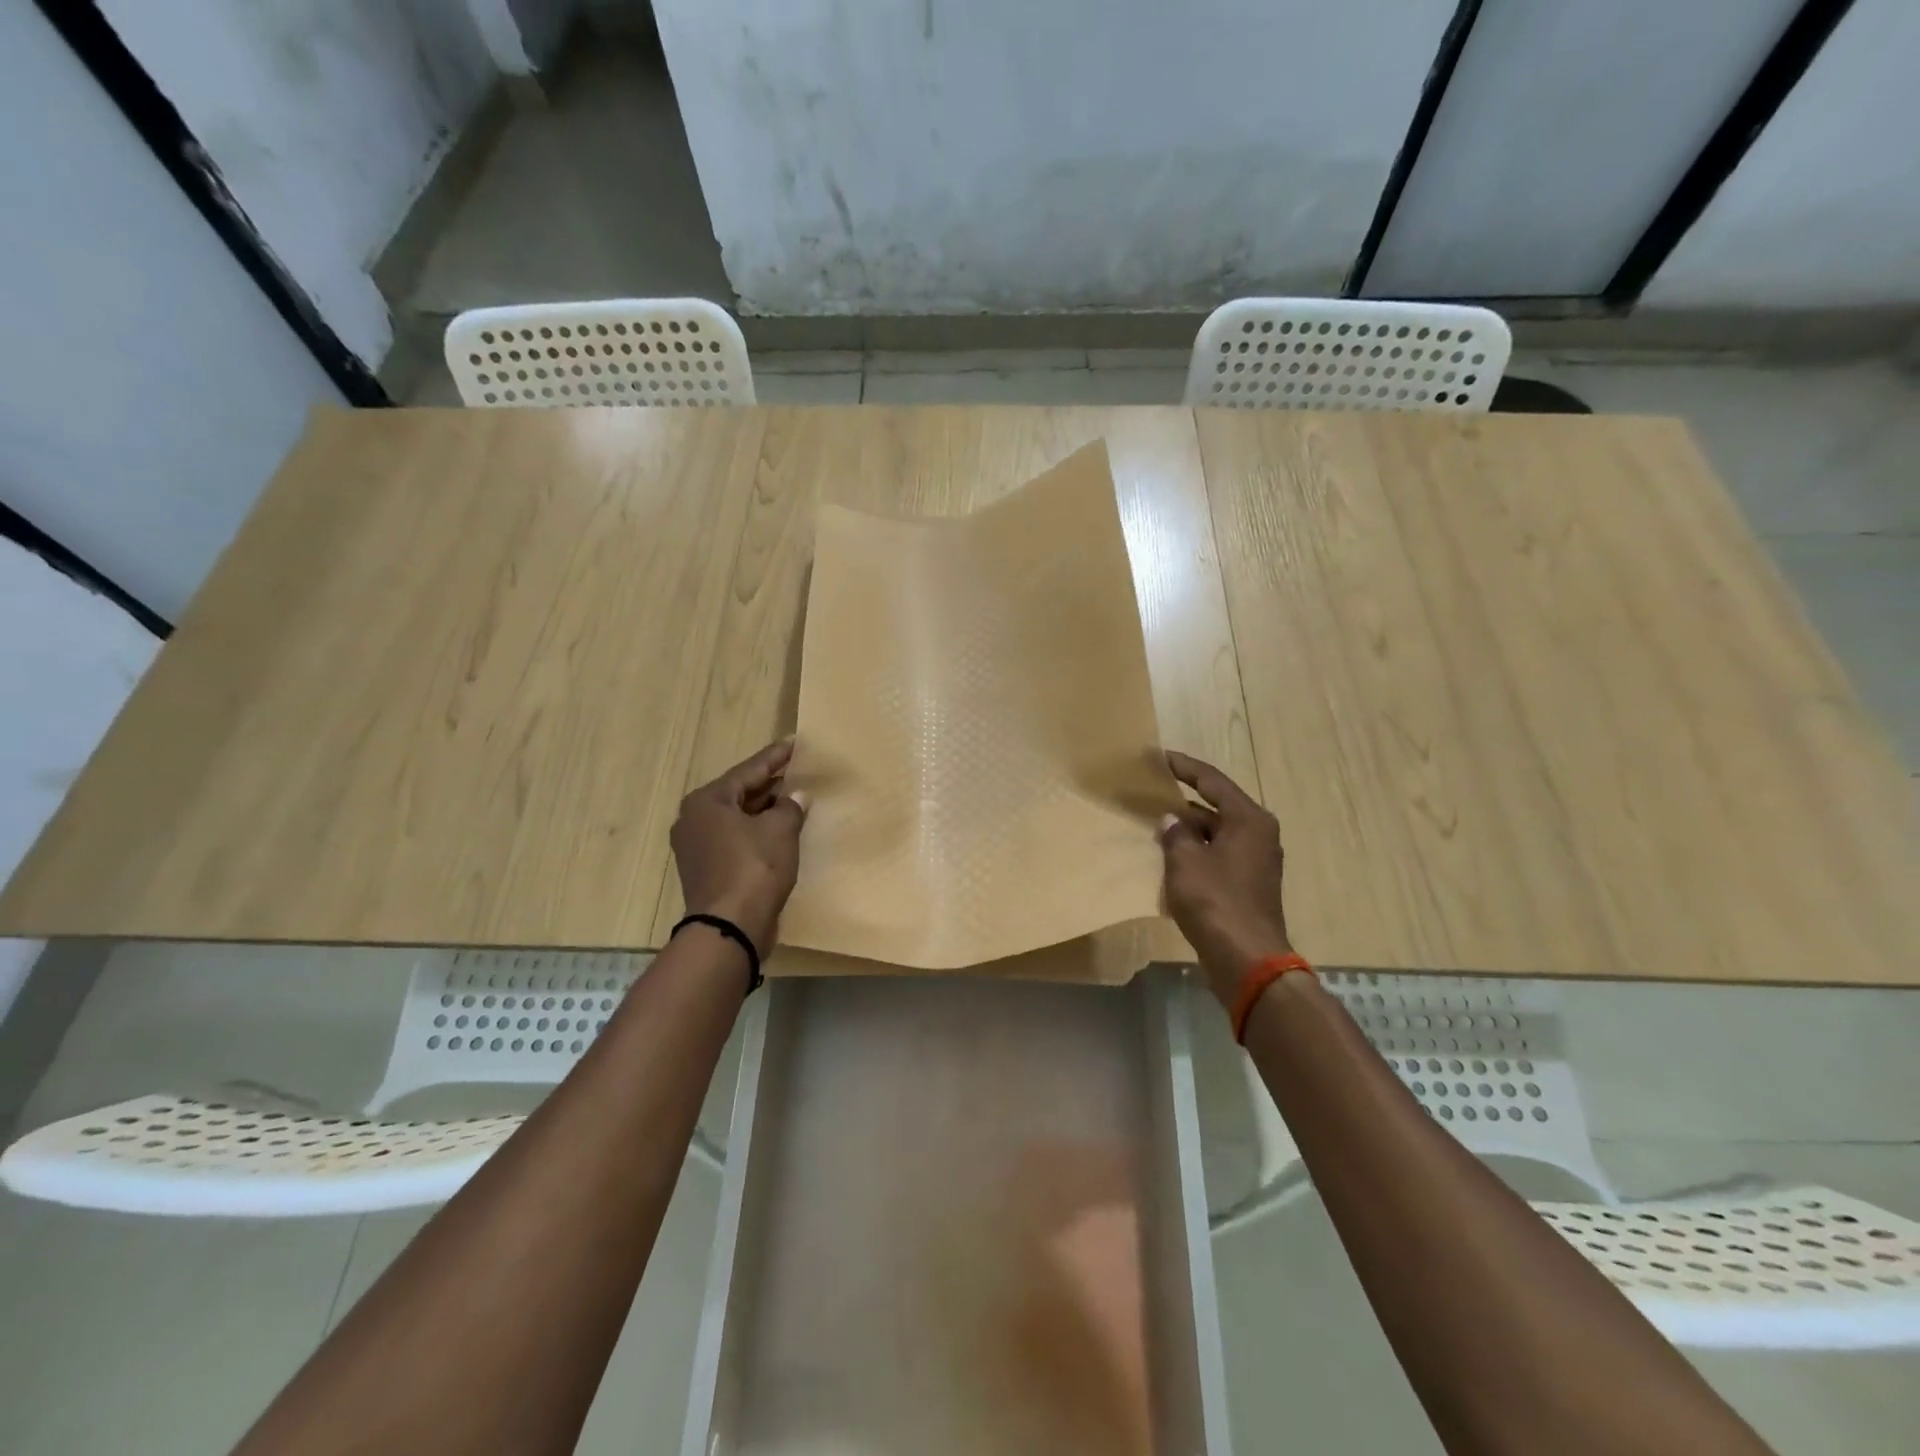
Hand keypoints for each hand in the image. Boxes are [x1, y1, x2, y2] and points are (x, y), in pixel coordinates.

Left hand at [671, 740, 807, 956]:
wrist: (729, 927)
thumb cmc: (754, 868)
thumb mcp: (780, 830)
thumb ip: (791, 807)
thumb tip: (797, 797)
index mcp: (706, 801)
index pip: (748, 770)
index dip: (775, 757)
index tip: (795, 743)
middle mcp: (694, 819)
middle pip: (740, 793)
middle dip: (771, 784)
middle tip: (797, 770)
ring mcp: (696, 847)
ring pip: (737, 819)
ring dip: (765, 810)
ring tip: (794, 798)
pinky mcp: (706, 870)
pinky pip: (736, 840)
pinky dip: (757, 833)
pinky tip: (780, 831)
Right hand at [1159, 750, 1293, 1009]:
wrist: (1247, 959)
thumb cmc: (1216, 902)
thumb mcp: (1186, 862)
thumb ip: (1176, 835)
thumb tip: (1170, 821)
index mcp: (1249, 820)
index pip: (1213, 782)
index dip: (1185, 767)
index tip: (1161, 757)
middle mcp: (1258, 835)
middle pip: (1218, 807)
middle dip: (1185, 800)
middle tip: (1155, 790)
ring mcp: (1256, 862)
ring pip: (1217, 833)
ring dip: (1190, 829)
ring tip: (1156, 823)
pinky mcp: (1248, 885)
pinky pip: (1218, 856)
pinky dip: (1197, 852)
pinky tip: (1171, 857)